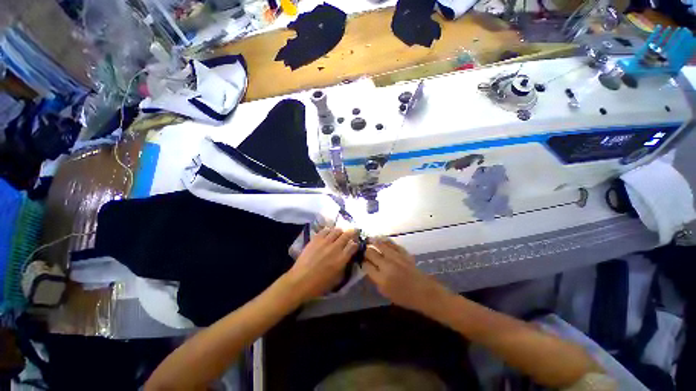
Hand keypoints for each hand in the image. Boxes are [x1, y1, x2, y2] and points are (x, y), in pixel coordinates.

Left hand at [283, 227, 357, 302]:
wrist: (300, 281)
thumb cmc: (319, 285)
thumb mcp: (337, 279)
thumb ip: (344, 266)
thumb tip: (347, 258)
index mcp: (342, 259)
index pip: (353, 246)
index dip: (355, 244)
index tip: (355, 244)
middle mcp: (335, 247)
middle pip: (347, 235)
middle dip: (352, 232)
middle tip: (353, 231)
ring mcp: (325, 242)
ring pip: (337, 230)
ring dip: (340, 231)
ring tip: (340, 232)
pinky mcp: (315, 239)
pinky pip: (325, 230)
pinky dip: (329, 230)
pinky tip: (329, 233)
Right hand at [362, 237, 451, 312]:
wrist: (424, 292)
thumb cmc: (404, 297)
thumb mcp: (386, 293)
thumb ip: (375, 279)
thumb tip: (368, 267)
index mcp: (382, 278)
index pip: (366, 265)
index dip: (362, 261)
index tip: (361, 260)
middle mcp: (387, 265)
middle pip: (371, 253)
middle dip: (365, 251)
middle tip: (364, 250)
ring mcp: (396, 257)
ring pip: (380, 244)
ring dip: (372, 242)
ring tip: (368, 239)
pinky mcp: (403, 253)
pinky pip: (391, 243)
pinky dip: (384, 240)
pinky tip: (379, 238)